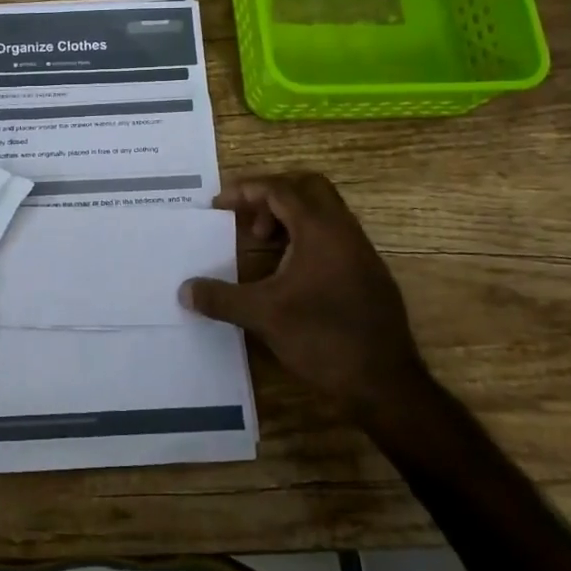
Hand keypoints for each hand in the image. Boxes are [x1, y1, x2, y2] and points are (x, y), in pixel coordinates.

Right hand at [182, 172, 433, 432]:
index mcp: (320, 229)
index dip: (245, 190)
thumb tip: (184, 290)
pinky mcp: (368, 273)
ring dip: (290, 217)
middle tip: (247, 218)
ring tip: (263, 244)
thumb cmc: (323, 338)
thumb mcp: (264, 316)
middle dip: (272, 194)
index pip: (280, 189)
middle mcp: (344, 230)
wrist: (386, 383)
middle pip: (308, 187)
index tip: (218, 204)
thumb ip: (221, 298)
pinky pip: (334, 235)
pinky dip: (306, 237)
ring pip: (324, 211)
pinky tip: (289, 272)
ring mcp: (361, 251)